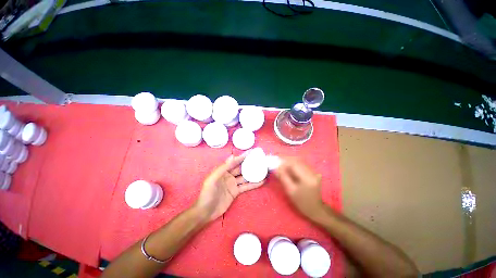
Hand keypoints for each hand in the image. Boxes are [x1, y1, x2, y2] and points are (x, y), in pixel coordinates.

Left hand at [195, 153, 264, 221]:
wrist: (206, 212)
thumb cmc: (207, 194)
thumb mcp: (213, 179)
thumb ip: (223, 167)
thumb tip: (232, 156)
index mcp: (223, 170)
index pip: (234, 162)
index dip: (242, 157)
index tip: (251, 153)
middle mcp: (229, 175)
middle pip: (241, 168)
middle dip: (249, 164)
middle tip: (259, 160)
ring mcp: (233, 184)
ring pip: (245, 177)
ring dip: (253, 174)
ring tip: (263, 170)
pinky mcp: (236, 192)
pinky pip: (246, 186)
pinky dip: (253, 184)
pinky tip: (261, 181)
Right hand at [275, 158, 324, 219]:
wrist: (315, 209)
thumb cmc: (301, 202)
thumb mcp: (290, 191)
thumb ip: (283, 177)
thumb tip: (276, 168)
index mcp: (307, 178)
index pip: (294, 164)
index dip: (284, 162)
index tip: (276, 163)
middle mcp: (312, 172)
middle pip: (297, 161)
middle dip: (286, 160)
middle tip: (277, 162)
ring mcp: (314, 172)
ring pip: (300, 161)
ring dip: (290, 161)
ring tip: (282, 164)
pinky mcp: (313, 172)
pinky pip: (302, 164)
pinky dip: (294, 164)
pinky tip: (289, 167)